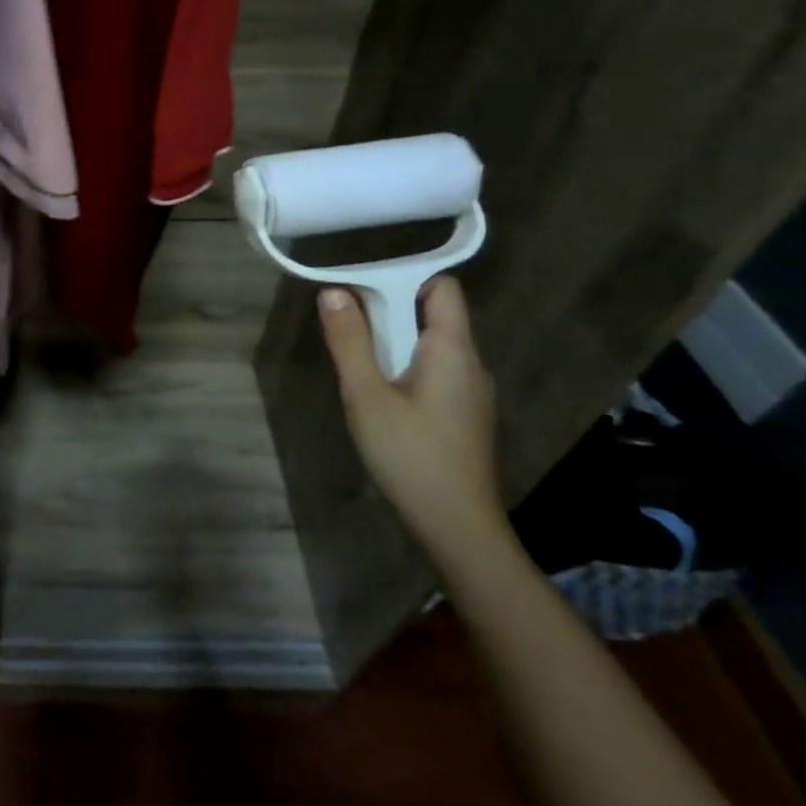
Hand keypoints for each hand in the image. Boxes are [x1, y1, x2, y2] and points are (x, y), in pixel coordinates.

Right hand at [318, 276, 504, 563]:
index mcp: (453, 350)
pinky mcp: (464, 416)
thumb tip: (334, 291)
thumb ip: (350, 342)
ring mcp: (471, 393)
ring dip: (393, 344)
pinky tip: (378, 397)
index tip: (360, 287)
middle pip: (433, 315)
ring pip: (430, 347)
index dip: (403, 277)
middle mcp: (470, 364)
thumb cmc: (410, 456)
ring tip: (356, 365)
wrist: (456, 528)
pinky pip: (433, 373)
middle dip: (388, 312)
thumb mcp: (367, 395)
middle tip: (346, 328)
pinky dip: (404, 369)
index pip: (441, 287)